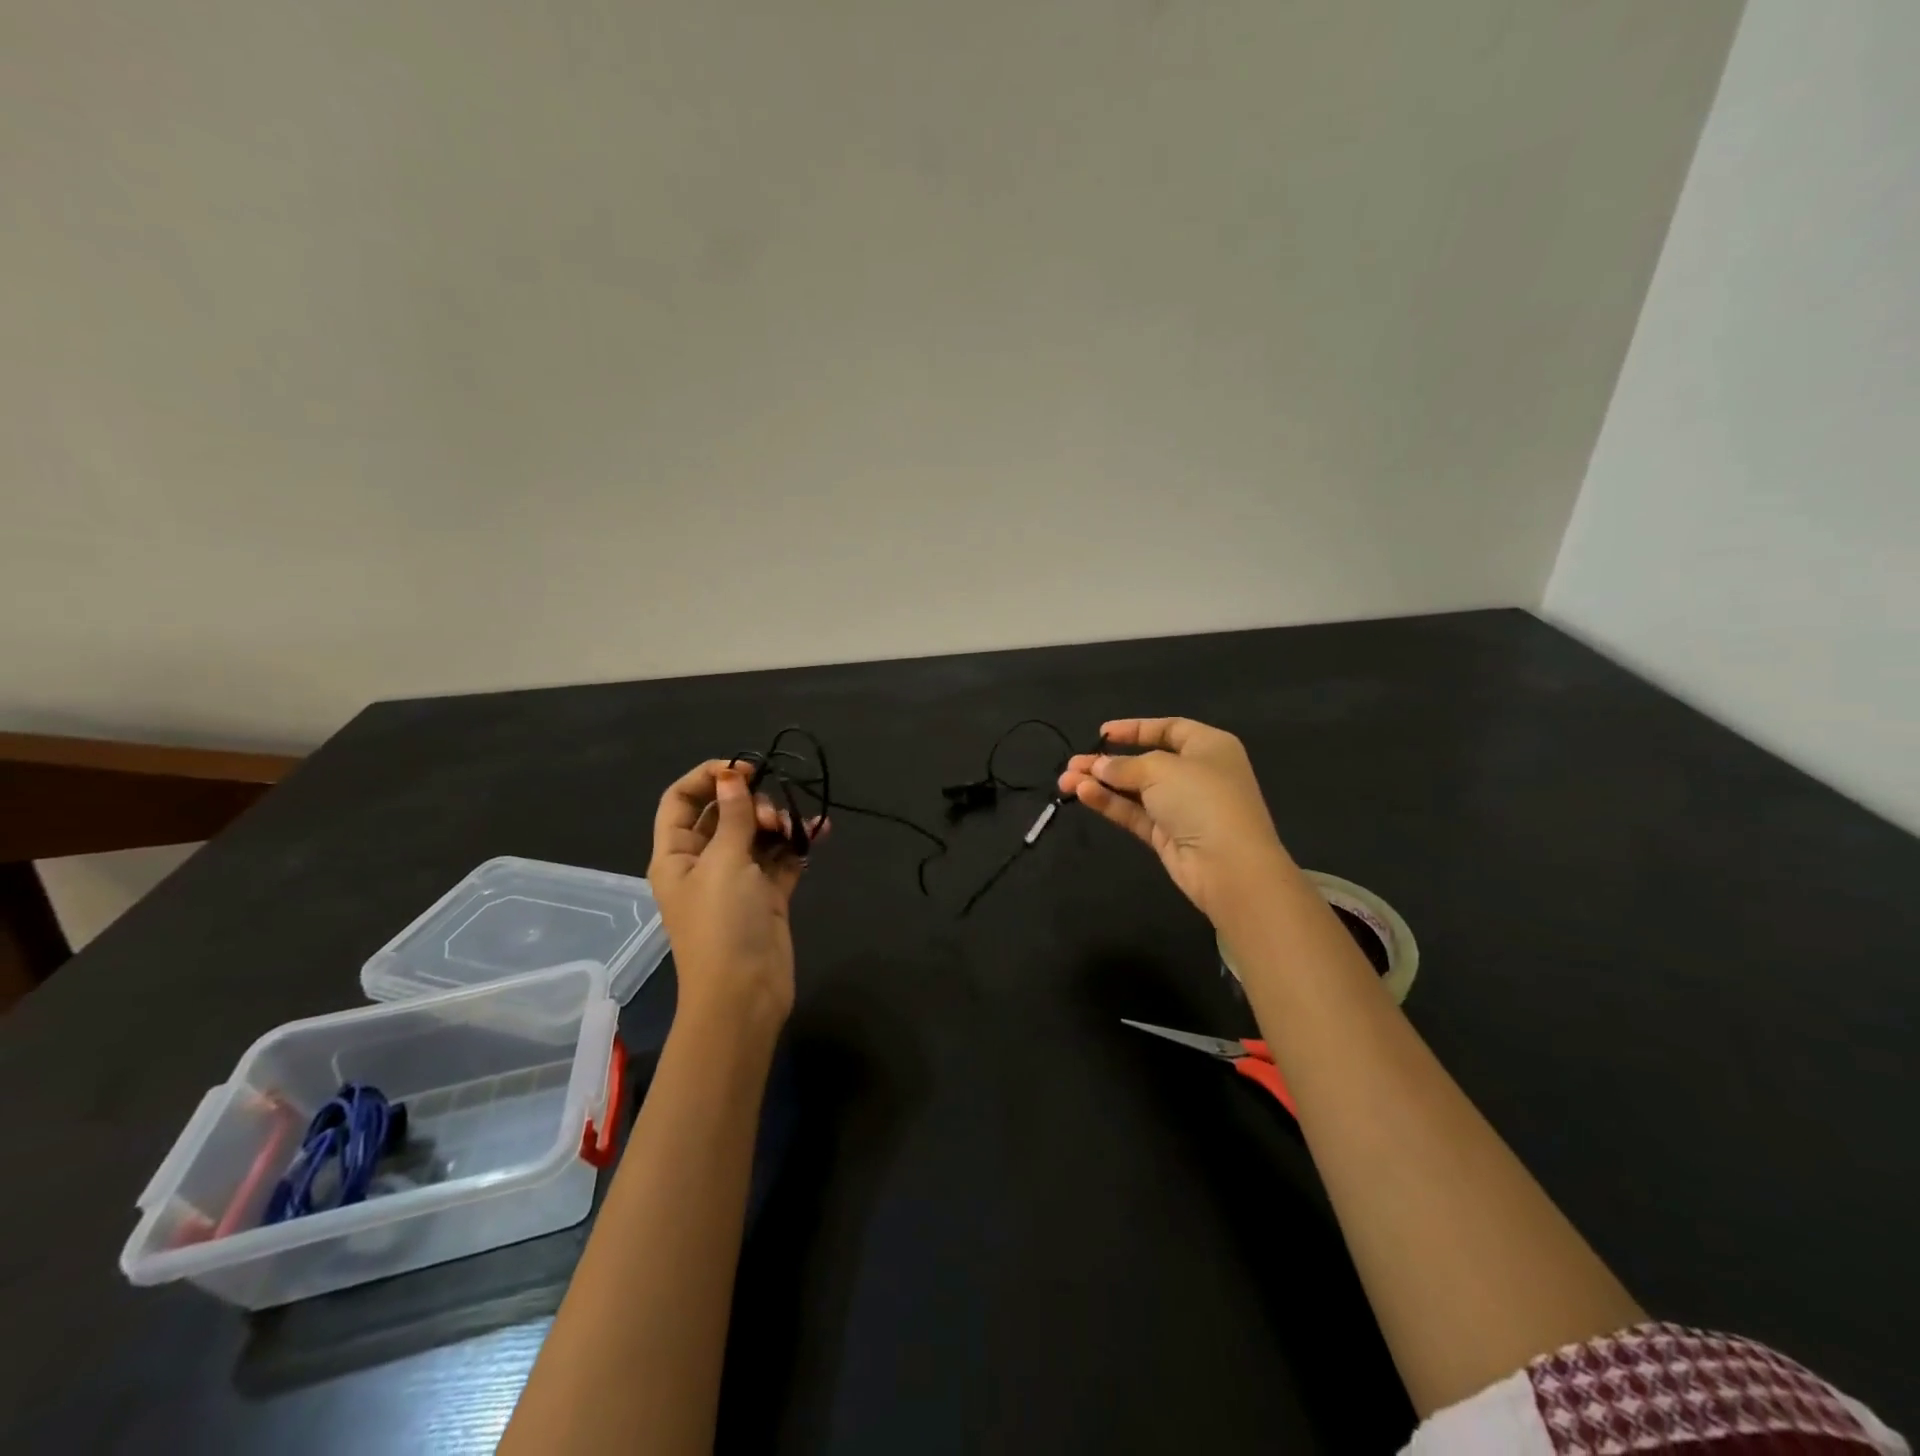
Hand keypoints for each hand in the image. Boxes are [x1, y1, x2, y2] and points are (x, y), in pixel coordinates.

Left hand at [648, 761, 820, 1030]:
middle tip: (771, 817)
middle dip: (751, 803)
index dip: (708, 777)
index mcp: (677, 854)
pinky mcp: (767, 895)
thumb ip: (733, 815)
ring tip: (796, 828)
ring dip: (778, 822)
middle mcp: (704, 863)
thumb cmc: (722, 925)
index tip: (745, 768)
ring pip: (757, 834)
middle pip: (725, 813)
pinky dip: (798, 844)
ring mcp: (738, 880)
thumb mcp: (725, 863)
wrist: (745, 995)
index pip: (682, 800)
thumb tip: (731, 774)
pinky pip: (782, 858)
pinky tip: (821, 831)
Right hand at [1058, 717, 1294, 925]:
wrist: (1229, 865)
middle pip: (1145, 761)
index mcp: (1209, 746)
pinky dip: (1109, 803)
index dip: (1135, 729)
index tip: (1102, 733)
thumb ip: (1125, 766)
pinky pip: (1134, 813)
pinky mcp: (1167, 835)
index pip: (1168, 729)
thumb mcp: (1160, 769)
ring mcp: (1182, 807)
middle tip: (1072, 764)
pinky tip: (1082, 794)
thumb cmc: (1203, 799)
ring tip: (1065, 780)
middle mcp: (1197, 773)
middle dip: (1107, 762)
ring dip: (1101, 783)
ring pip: (1134, 790)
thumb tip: (1099, 767)